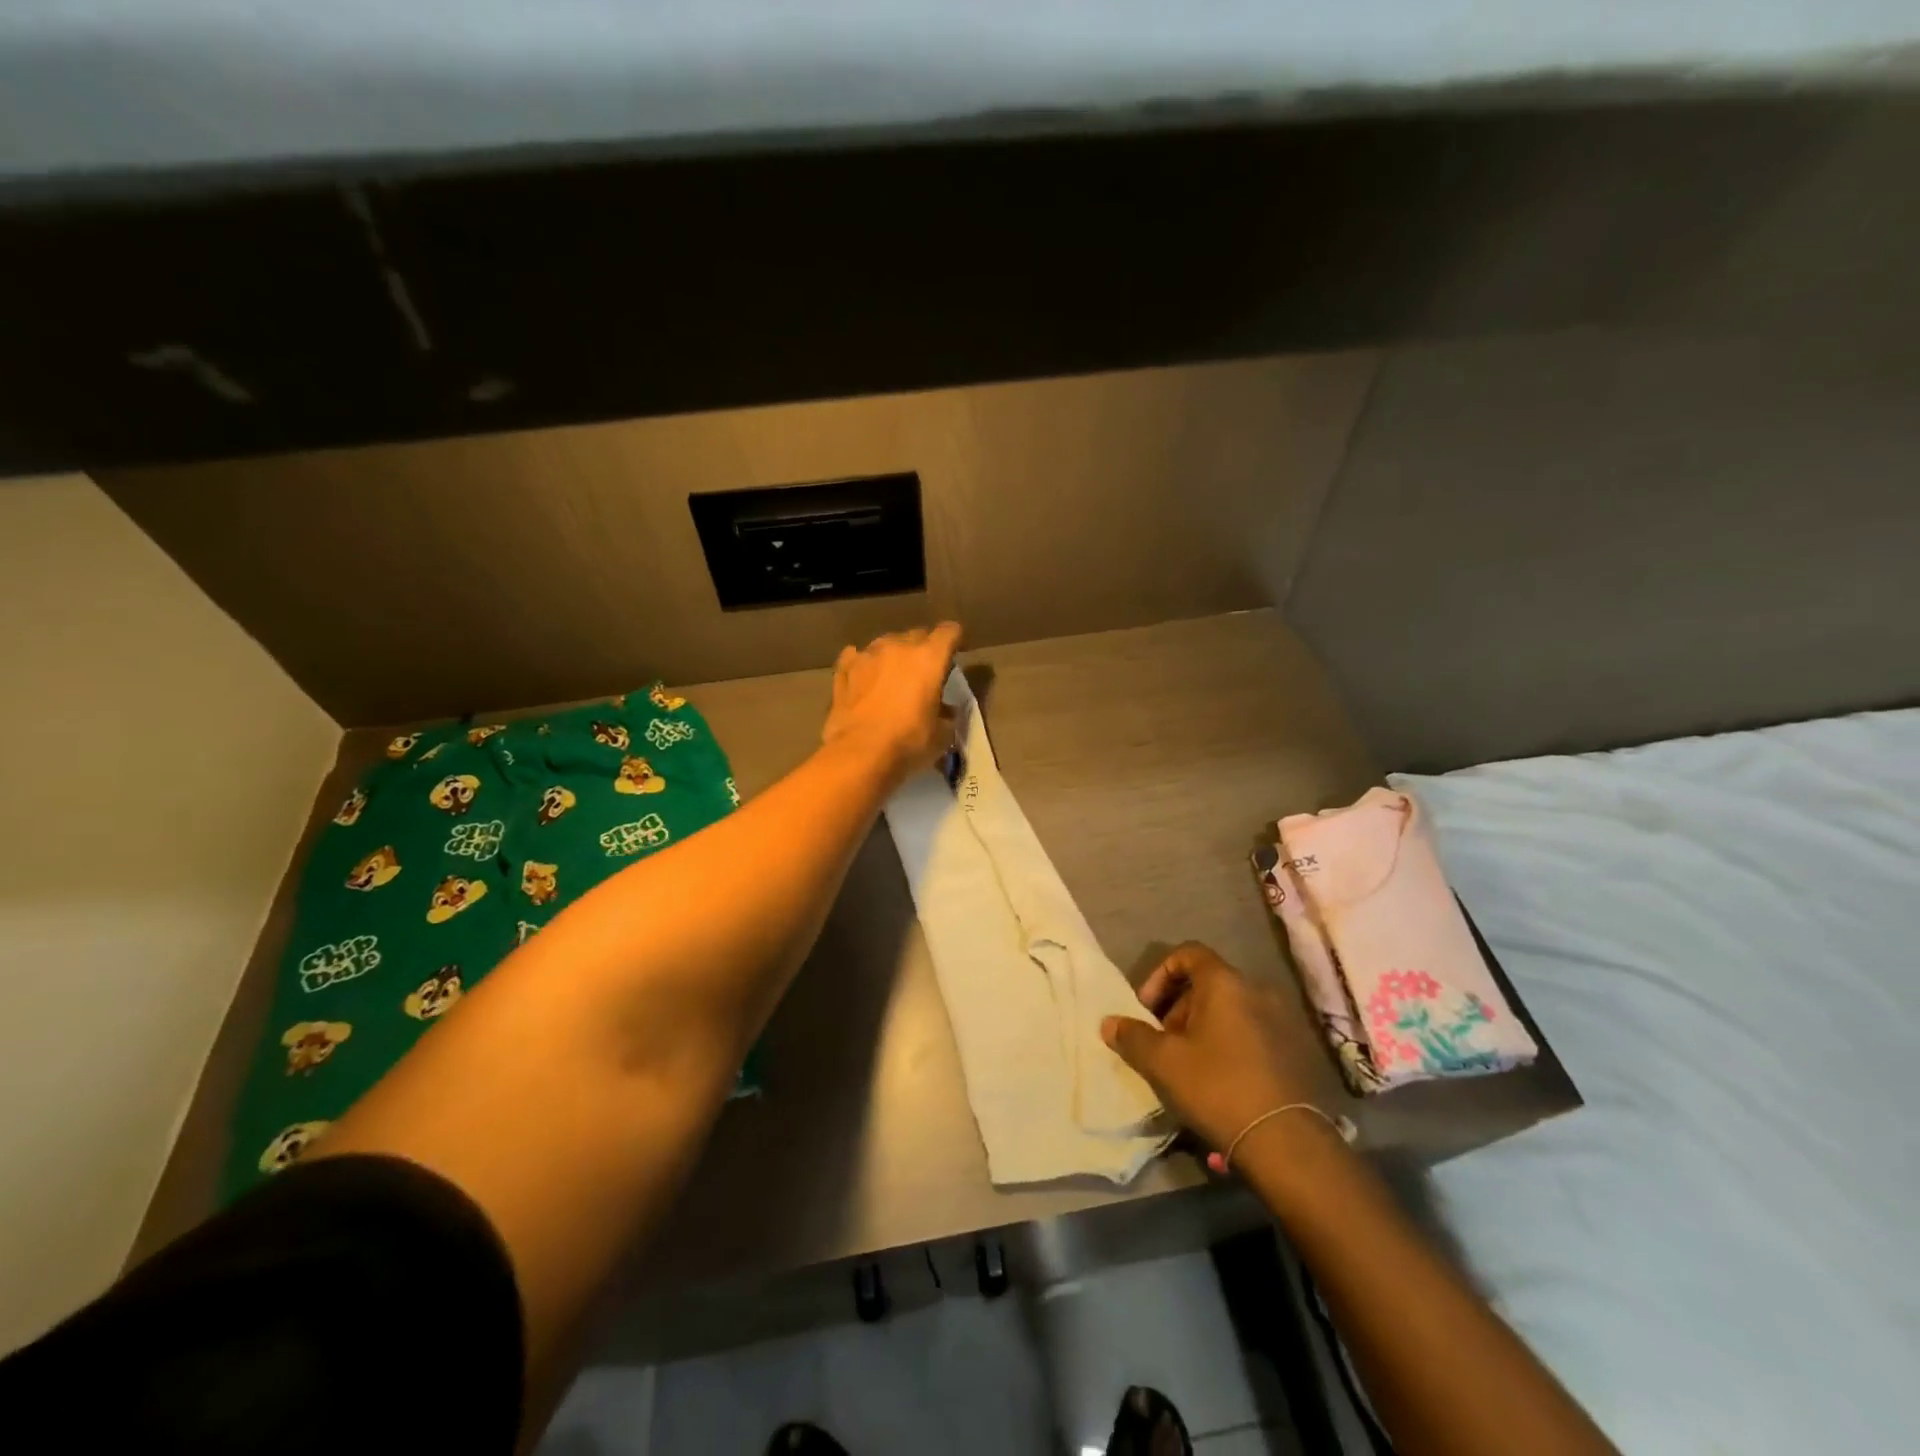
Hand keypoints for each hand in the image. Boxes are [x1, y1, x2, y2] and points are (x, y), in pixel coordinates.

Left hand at [821, 623, 962, 783]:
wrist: (859, 754)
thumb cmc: (908, 743)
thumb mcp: (942, 735)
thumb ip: (947, 715)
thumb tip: (945, 710)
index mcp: (928, 658)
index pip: (949, 632)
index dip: (954, 640)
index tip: (955, 654)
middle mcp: (898, 647)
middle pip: (916, 635)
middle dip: (923, 650)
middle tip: (924, 674)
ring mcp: (867, 655)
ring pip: (885, 644)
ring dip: (892, 656)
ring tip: (892, 678)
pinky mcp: (843, 670)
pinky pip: (856, 657)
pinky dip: (864, 665)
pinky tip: (864, 679)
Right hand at [1102, 942, 1317, 1157]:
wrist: (1286, 1142)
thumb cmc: (1217, 1087)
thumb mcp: (1163, 1062)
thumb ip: (1133, 1037)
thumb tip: (1109, 1023)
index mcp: (1225, 983)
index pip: (1188, 953)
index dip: (1160, 974)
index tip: (1146, 1008)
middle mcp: (1257, 991)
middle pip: (1208, 983)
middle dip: (1178, 1007)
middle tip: (1163, 1042)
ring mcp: (1281, 1020)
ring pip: (1230, 1010)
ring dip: (1203, 1028)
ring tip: (1188, 1065)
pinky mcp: (1294, 1050)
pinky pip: (1251, 1031)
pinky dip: (1229, 1043)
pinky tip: (1218, 1080)